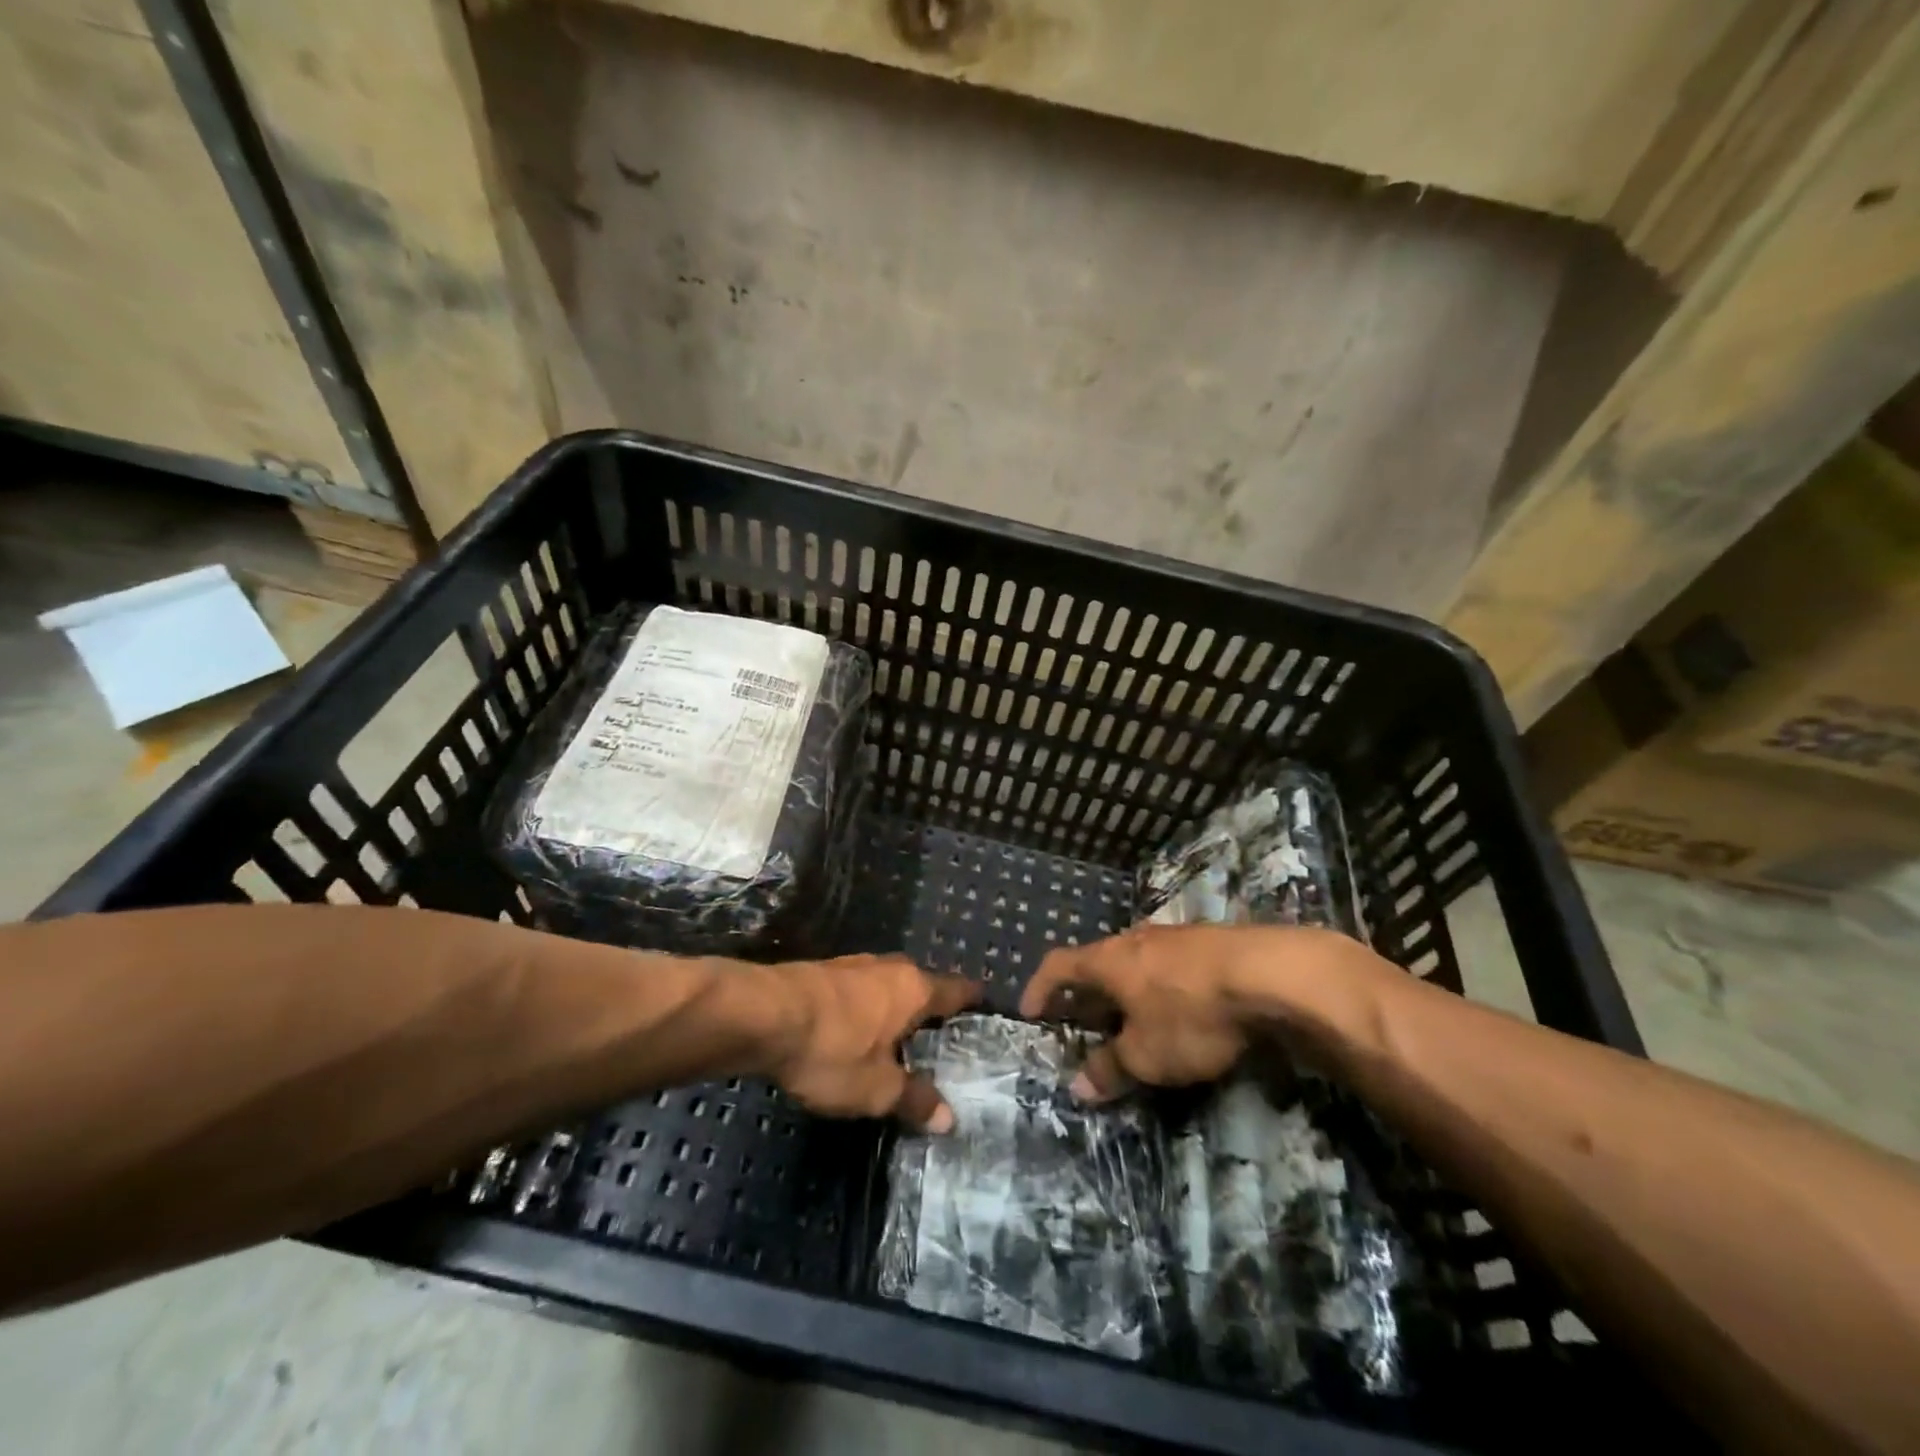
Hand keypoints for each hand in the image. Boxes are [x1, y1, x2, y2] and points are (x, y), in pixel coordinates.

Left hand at [763, 955, 980, 1131]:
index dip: (972, 1000)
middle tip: (941, 1039)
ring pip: (889, 986)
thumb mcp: (876, 1089)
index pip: (956, 989)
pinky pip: (860, 990)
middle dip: (931, 1009)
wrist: (762, 1014)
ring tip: (899, 1038)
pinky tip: (856, 1032)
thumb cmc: (832, 1049)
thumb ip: (914, 1100)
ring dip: (895, 1009)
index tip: (985, 1008)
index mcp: (914, 989)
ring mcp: (855, 966)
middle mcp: (890, 968)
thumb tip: (949, 1118)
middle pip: (922, 985)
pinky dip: (867, 1009)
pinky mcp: (824, 972)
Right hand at [1018, 922, 1365, 1101]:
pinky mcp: (1210, 944)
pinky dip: (1160, 989)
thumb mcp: (1146, 1055)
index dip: (1040, 987)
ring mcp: (1175, 937)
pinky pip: (1169, 966)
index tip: (1030, 1011)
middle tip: (1085, 1024)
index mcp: (1109, 960)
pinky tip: (1179, 1011)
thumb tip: (1078, 1086)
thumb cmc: (1191, 1014)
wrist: (1270, 975)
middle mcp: (1136, 940)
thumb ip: (1110, 1068)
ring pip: (1137, 964)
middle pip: (1099, 963)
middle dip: (1088, 994)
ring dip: (1127, 992)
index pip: (1059, 965)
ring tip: (1133, 1021)